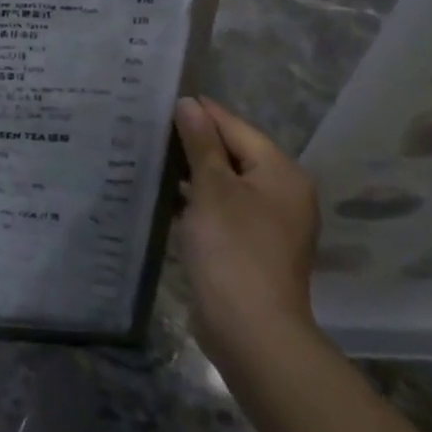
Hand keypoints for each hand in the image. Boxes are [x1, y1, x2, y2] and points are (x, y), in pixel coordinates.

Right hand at [172, 97, 320, 369]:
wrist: (251, 330)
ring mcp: (269, 223)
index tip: (160, 100)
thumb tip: (189, 104)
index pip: (236, 127)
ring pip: (225, 183)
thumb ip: (200, 143)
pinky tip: (164, 197)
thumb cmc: (232, 249)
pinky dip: (197, 201)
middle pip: (233, 153)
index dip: (200, 113)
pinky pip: (222, 209)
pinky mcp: (251, 247)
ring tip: (150, 158)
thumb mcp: (211, 188)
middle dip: (193, 142)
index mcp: (281, 173)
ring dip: (192, 173)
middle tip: (148, 128)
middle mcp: (283, 193)